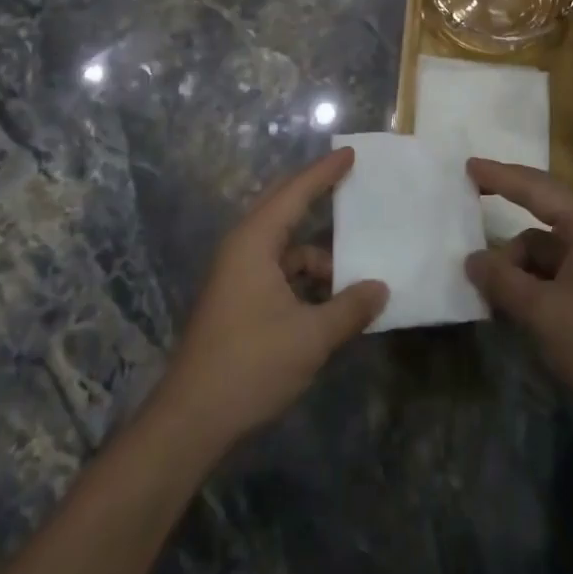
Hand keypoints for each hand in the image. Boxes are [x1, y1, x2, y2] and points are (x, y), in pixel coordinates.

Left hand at [154, 149, 387, 449]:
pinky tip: (332, 302)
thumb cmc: (251, 365)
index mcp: (254, 243)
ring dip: (319, 259)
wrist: (192, 419)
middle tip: (353, 187)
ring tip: (357, 275)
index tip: (350, 154)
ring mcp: (237, 276)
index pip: (294, 193)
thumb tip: (380, 288)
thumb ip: (349, 308)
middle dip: (318, 199)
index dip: (324, 172)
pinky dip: (306, 281)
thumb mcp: (311, 337)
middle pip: (285, 211)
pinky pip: (279, 274)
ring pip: (286, 250)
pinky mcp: (238, 300)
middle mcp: (243, 249)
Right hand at [464, 159, 572, 433]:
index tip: (468, 165)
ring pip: (541, 248)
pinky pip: (552, 271)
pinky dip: (529, 281)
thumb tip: (472, 260)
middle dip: (504, 212)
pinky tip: (510, 305)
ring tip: (488, 292)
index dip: (499, 176)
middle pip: (540, 212)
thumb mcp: (542, 312)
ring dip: (514, 264)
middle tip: (468, 203)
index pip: (535, 189)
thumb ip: (502, 280)